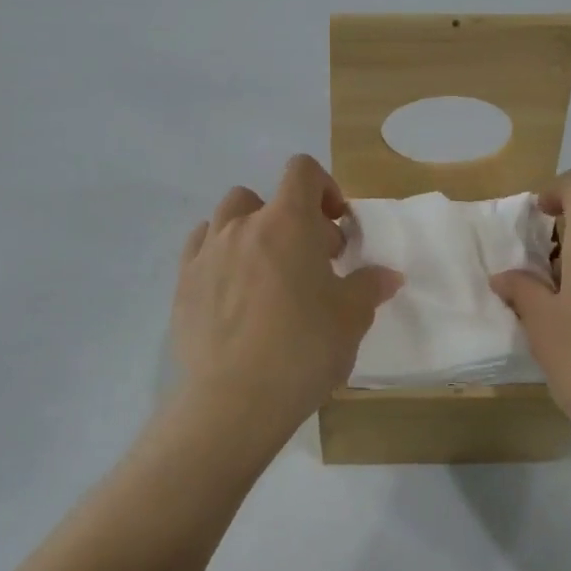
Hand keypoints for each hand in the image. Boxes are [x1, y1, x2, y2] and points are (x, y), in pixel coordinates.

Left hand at [170, 155, 402, 448]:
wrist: (235, 399)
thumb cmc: (303, 349)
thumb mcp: (351, 318)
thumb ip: (369, 287)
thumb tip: (387, 275)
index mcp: (286, 223)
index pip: (302, 171)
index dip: (324, 187)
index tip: (335, 225)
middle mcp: (242, 226)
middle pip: (264, 198)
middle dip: (290, 220)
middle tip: (309, 264)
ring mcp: (206, 253)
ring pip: (227, 219)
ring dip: (250, 233)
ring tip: (266, 273)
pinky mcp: (183, 283)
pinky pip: (201, 248)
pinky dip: (219, 254)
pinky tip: (232, 289)